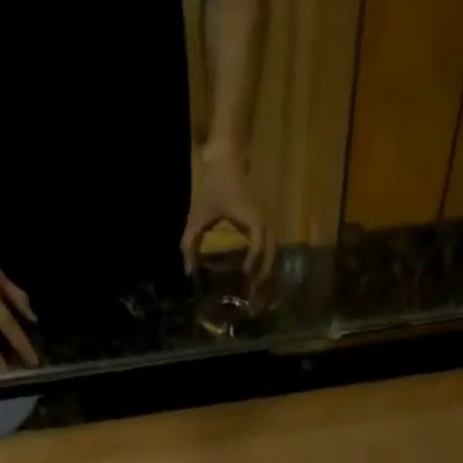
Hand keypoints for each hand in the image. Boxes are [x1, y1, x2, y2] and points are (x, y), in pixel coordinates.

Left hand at [181, 143, 275, 289]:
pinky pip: (271, 251)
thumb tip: (188, 273)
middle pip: (271, 256)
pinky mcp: (265, 226)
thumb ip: (191, 243)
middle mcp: (264, 222)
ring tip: (258, 298)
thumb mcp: (198, 214)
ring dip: (267, 276)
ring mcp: (267, 223)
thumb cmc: (213, 186)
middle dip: (264, 279)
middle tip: (254, 303)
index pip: (258, 245)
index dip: (254, 264)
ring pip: (274, 255)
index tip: (245, 279)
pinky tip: (257, 283)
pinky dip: (266, 267)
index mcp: (251, 218)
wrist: (228, 159)